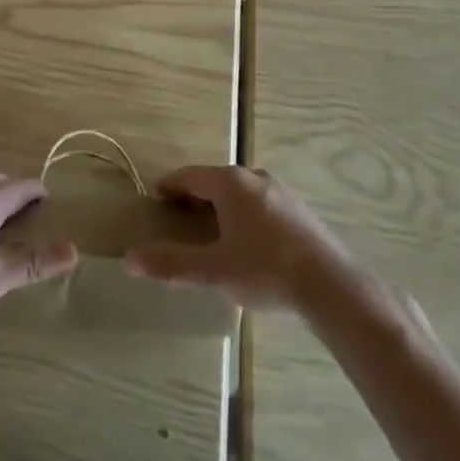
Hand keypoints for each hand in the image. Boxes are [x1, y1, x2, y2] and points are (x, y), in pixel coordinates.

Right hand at [124, 165, 351, 309]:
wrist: (329, 284)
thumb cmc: (265, 270)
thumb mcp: (214, 270)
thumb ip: (172, 263)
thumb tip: (129, 258)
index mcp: (229, 183)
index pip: (190, 176)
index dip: (170, 185)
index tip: (156, 195)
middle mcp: (252, 176)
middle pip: (215, 180)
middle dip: (195, 195)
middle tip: (179, 214)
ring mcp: (278, 190)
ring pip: (240, 191)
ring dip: (221, 204)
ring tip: (211, 228)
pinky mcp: (297, 208)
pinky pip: (260, 203)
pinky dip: (244, 213)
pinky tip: (248, 240)